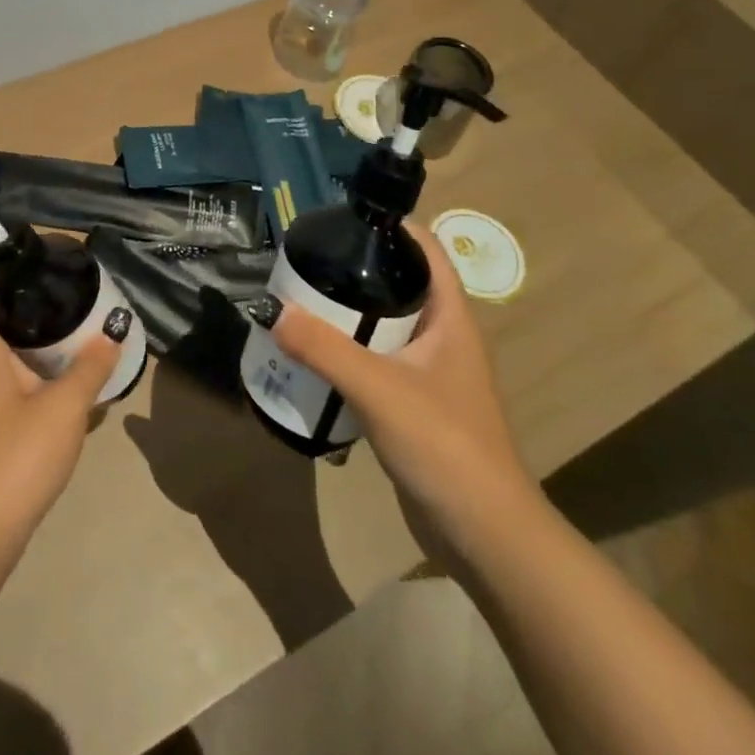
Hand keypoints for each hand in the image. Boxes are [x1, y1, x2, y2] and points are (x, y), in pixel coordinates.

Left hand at [0, 280, 121, 568]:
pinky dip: (15, 376)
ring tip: (60, 338)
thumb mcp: (65, 407)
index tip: (25, 272)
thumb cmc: (17, 455)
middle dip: (12, 310)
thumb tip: (113, 331)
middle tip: (53, 300)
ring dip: (16, 345)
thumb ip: (91, 367)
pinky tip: (50, 388)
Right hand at [264, 221, 537, 553]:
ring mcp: (432, 372)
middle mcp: (444, 336)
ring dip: (348, 315)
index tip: (341, 219)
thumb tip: (270, 309)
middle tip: (306, 265)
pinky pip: (378, 362)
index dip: (389, 226)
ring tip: (300, 304)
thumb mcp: (378, 388)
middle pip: (399, 284)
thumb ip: (323, 348)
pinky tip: (315, 358)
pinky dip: (349, 353)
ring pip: (385, 325)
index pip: (425, 249)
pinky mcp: (416, 404)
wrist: (485, 535)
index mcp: (450, 317)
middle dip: (355, 270)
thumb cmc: (444, 445)